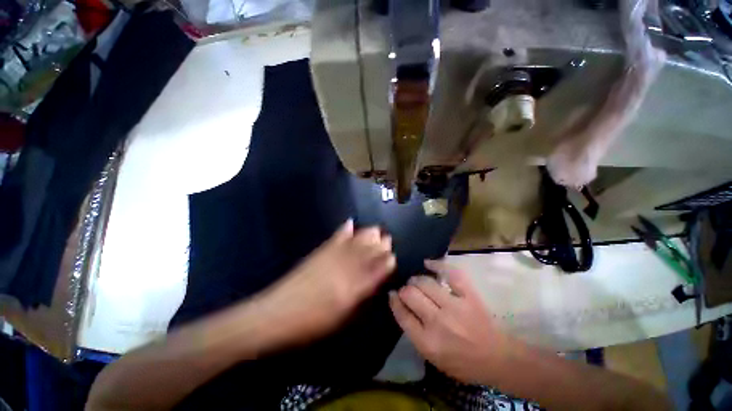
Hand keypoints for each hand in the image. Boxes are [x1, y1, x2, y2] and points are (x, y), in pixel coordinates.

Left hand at [256, 219, 395, 348]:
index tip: (393, 256)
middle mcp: (345, 269)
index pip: (375, 272)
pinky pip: (335, 238)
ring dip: (367, 235)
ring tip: (376, 229)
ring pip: (355, 243)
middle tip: (388, 239)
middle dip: (379, 245)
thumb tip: (373, 284)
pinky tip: (350, 222)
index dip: (385, 263)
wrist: (275, 314)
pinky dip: (344, 229)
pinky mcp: (319, 253)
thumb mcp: (340, 318)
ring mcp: (331, 258)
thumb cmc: (310, 324)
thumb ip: (359, 299)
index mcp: (352, 289)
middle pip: (367, 253)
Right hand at [389, 260, 513, 384]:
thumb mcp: (432, 357)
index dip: (394, 301)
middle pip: (410, 294)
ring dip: (416, 279)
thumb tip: (399, 304)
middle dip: (404, 290)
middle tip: (406, 290)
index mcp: (428, 342)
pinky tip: (428, 263)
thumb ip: (414, 332)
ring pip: (425, 282)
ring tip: (416, 281)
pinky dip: (437, 265)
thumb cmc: (462, 362)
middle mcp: (438, 322)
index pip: (402, 314)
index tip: (392, 294)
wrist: (497, 358)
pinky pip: (450, 273)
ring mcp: (455, 306)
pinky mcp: (469, 295)